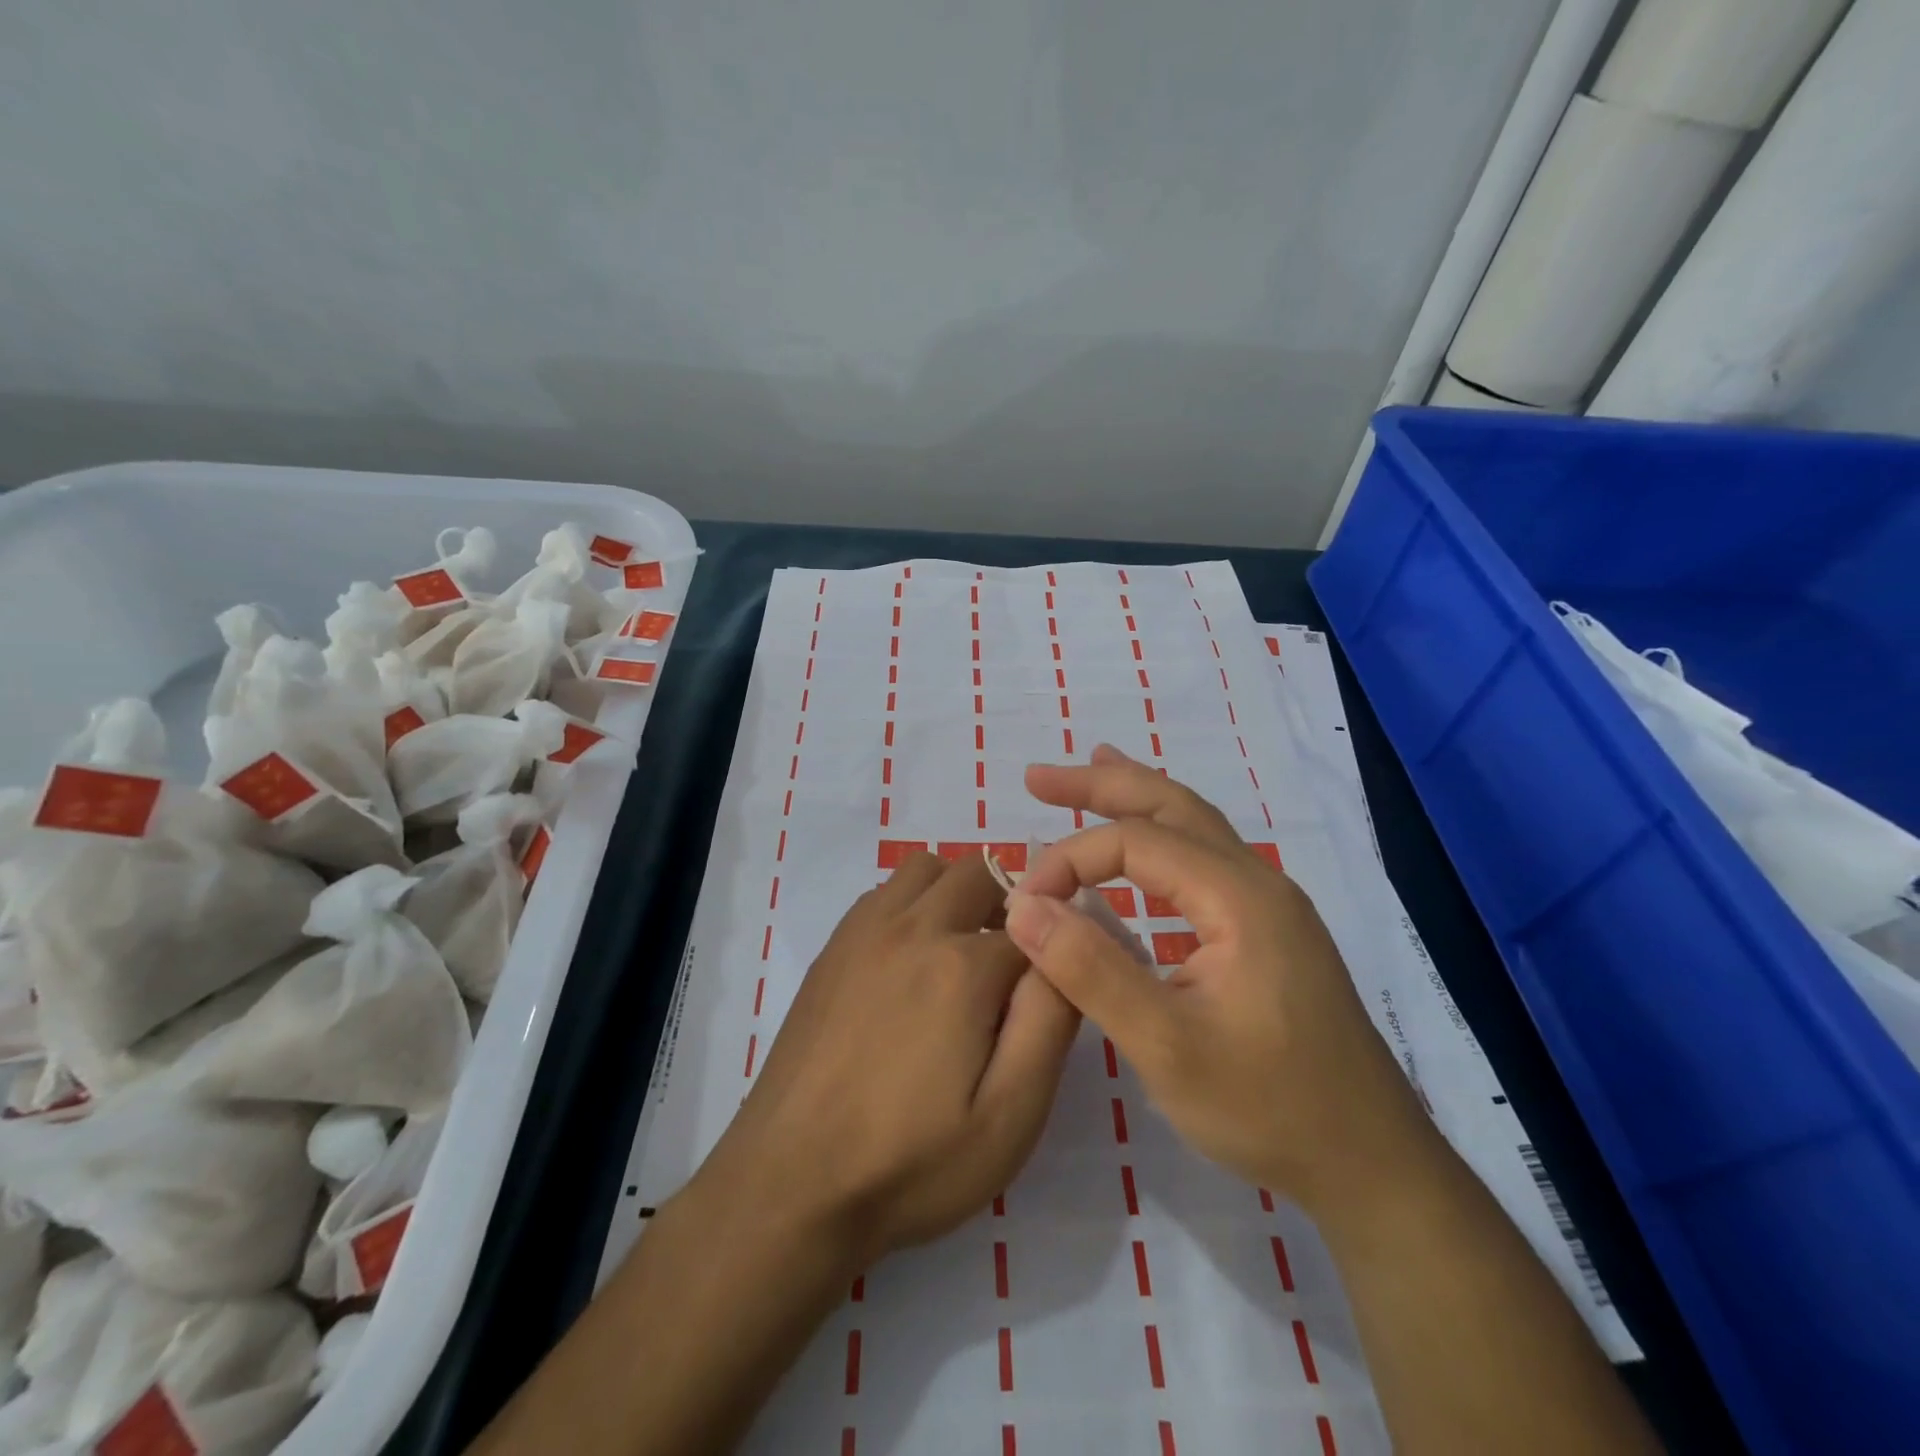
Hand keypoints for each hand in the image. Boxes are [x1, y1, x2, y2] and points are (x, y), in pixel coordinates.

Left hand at [694, 850, 1080, 1266]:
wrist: (790, 1184)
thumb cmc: (911, 1163)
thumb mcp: (1010, 1115)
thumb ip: (1049, 1022)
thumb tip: (1067, 955)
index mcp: (961, 966)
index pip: (1034, 929)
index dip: (1053, 956)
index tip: (1048, 997)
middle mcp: (912, 927)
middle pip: (980, 874)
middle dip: (1009, 908)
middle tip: (1010, 973)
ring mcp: (863, 932)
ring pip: (927, 869)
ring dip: (957, 894)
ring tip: (960, 957)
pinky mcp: (832, 948)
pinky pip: (884, 893)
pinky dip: (911, 904)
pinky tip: (909, 963)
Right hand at [1007, 745, 1431, 1213]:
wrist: (1373, 1164)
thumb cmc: (1270, 1108)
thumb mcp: (1166, 1046)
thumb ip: (1091, 970)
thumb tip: (1023, 907)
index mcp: (1239, 896)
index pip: (1136, 842)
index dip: (1070, 860)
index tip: (1025, 904)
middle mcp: (1258, 882)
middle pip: (1172, 805)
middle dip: (1101, 784)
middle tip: (1037, 777)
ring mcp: (1269, 904)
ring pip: (1192, 826)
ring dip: (1134, 799)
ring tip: (1089, 772)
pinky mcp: (1267, 930)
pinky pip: (1203, 859)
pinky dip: (1159, 836)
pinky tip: (1139, 853)